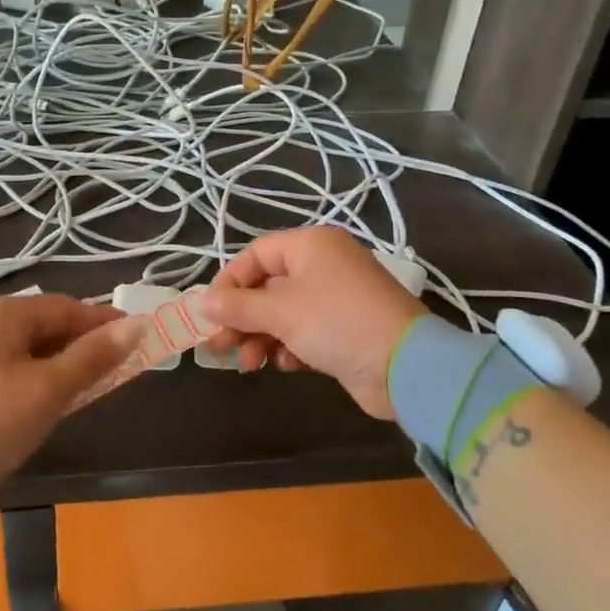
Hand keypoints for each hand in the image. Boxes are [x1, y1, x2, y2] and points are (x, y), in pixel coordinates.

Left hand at [0, 295, 142, 506]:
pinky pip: (7, 366)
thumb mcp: (49, 390)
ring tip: (86, 390)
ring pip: (26, 348)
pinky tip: (47, 402)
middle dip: (81, 346)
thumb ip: (94, 357)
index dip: (103, 324)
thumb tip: (137, 326)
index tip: (136, 341)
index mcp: (1, 312)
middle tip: (115, 372)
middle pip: (45, 325)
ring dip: (59, 365)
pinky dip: (34, 377)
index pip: (66, 307)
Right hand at [198, 228, 425, 420]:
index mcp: (310, 245)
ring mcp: (337, 298)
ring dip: (261, 337)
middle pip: (267, 286)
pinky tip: (285, 365)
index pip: (255, 255)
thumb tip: (202, 303)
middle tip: (220, 347)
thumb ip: (238, 306)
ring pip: (284, 313)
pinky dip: (290, 347)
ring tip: (249, 364)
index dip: (229, 283)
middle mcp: (323, 265)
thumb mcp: (280, 311)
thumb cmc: (336, 322)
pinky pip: (305, 332)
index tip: (210, 313)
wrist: (407, 366)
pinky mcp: (346, 330)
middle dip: (242, 318)